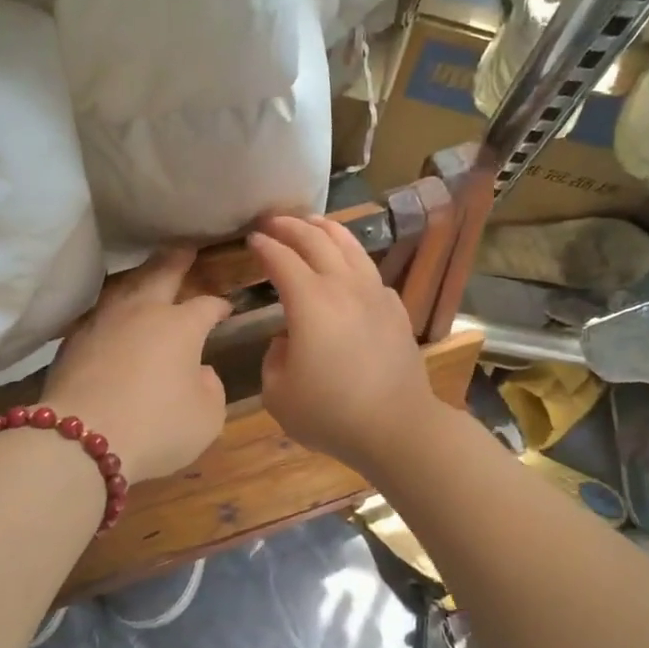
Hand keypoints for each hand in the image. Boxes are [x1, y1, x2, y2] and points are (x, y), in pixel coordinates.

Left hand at [43, 248, 231, 484]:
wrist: (81, 441)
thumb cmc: (157, 427)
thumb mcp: (207, 417)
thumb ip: (211, 388)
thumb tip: (199, 371)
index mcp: (180, 326)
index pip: (206, 306)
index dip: (218, 306)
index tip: (226, 308)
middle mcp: (142, 313)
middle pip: (161, 274)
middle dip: (177, 260)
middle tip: (185, 247)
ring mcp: (103, 322)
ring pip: (124, 287)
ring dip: (140, 277)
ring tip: (147, 274)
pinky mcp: (73, 341)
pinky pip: (98, 313)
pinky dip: (111, 309)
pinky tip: (112, 315)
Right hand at [249, 215, 444, 477]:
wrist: (397, 427)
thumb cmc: (331, 414)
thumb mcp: (278, 395)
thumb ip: (273, 359)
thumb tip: (287, 341)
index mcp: (310, 301)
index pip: (281, 259)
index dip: (264, 246)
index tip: (251, 239)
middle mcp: (343, 286)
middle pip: (316, 241)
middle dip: (291, 226)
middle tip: (273, 220)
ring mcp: (375, 294)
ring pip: (350, 247)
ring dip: (327, 229)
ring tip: (312, 222)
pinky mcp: (395, 310)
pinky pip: (370, 271)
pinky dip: (353, 258)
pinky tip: (349, 266)